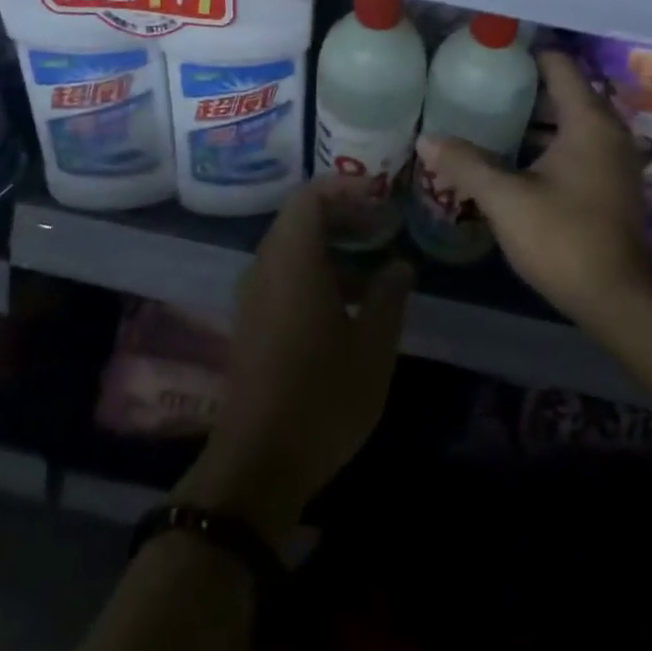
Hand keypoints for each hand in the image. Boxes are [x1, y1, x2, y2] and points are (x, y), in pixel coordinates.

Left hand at [178, 179, 413, 546]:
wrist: (258, 463)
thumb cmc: (323, 395)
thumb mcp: (373, 345)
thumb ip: (390, 294)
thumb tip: (399, 264)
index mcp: (293, 260)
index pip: (311, 197)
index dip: (346, 187)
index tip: (382, 196)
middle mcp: (266, 268)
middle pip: (300, 219)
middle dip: (343, 215)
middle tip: (383, 225)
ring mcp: (254, 296)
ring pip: (292, 249)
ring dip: (331, 247)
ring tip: (375, 267)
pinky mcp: (252, 323)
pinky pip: (284, 276)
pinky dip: (316, 272)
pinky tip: (349, 304)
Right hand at [416, 50, 651, 332]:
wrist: (620, 299)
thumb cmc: (564, 238)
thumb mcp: (507, 200)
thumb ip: (466, 164)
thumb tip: (426, 138)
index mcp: (588, 121)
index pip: (560, 65)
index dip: (526, 53)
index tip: (491, 53)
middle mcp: (609, 131)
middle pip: (566, 91)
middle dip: (525, 86)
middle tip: (481, 84)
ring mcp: (615, 159)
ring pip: (572, 121)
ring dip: (536, 117)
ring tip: (491, 115)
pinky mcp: (612, 184)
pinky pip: (579, 145)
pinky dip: (550, 141)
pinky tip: (517, 156)